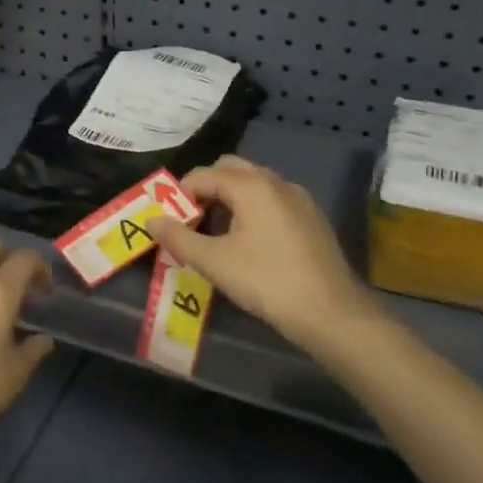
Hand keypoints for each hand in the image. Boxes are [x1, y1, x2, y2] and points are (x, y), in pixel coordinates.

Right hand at [148, 156, 378, 350]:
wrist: (330, 312)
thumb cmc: (266, 281)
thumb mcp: (214, 262)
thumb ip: (179, 238)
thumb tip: (151, 220)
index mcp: (251, 185)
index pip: (203, 175)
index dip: (179, 195)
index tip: (169, 221)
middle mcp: (276, 181)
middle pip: (230, 170)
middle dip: (205, 190)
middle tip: (190, 221)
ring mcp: (297, 198)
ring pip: (253, 185)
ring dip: (228, 199)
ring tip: (214, 233)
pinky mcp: (310, 217)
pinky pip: (271, 200)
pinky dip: (251, 209)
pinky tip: (246, 242)